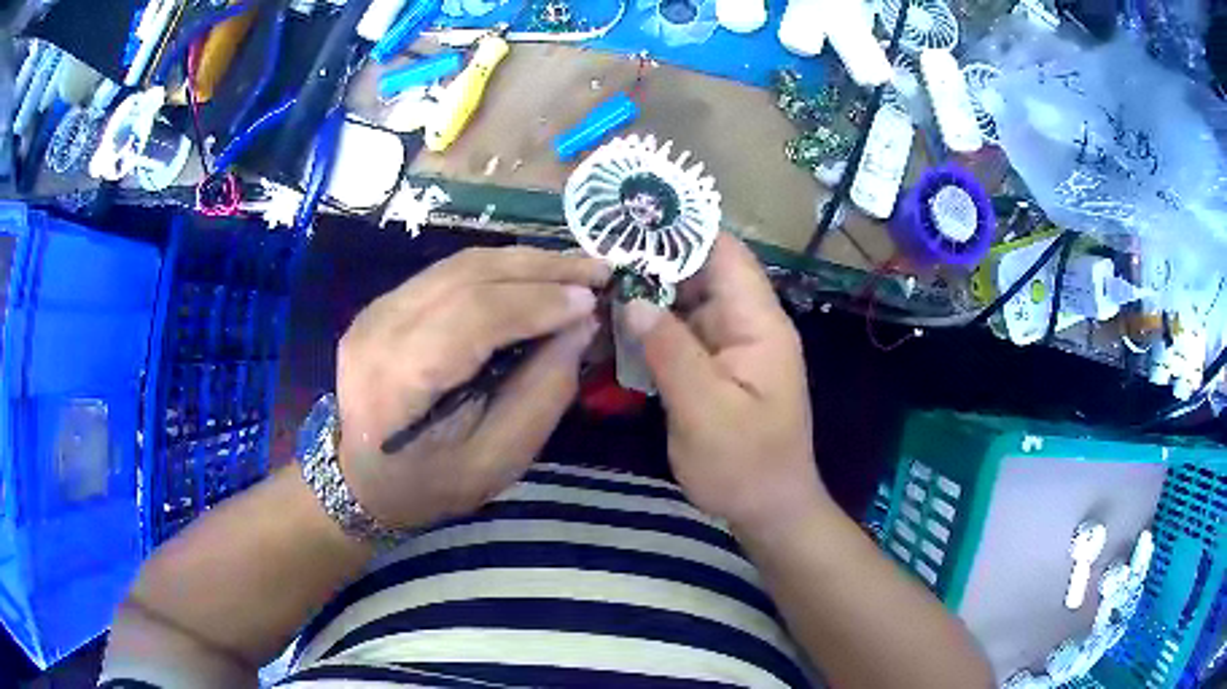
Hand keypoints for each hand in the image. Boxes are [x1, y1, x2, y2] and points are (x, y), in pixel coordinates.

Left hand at [336, 247, 608, 529]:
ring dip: (525, 262)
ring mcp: (376, 309)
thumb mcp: (496, 463)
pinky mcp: (385, 302)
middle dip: (541, 269)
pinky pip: (450, 272)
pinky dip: (500, 270)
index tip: (592, 301)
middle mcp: (379, 329)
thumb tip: (580, 327)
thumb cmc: (429, 485)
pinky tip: (536, 276)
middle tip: (599, 271)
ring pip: (461, 264)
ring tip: (577, 268)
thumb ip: (541, 395)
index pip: (470, 318)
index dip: (536, 302)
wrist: (360, 478)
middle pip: (467, 276)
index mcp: (397, 381)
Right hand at [621, 234, 824, 531]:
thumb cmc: (745, 465)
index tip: (633, 214)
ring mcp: (729, 346)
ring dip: (647, 293)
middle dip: (653, 259)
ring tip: (596, 280)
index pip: (725, 254)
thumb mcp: (705, 411)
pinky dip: (650, 326)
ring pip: (686, 302)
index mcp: (758, 324)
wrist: (768, 510)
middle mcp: (745, 325)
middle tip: (597, 249)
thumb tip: (633, 299)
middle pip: (701, 273)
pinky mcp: (714, 368)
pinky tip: (613, 324)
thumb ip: (670, 352)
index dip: (684, 228)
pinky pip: (680, 333)